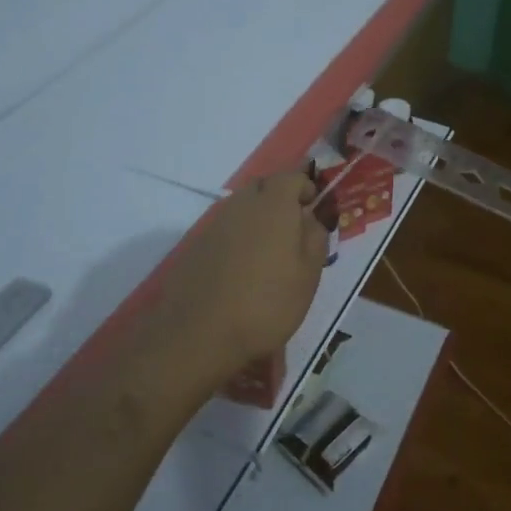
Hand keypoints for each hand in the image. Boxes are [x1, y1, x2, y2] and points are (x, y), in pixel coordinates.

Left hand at [153, 171, 327, 384]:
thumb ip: (315, 238)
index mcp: (273, 205)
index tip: (313, 210)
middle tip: (293, 230)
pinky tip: (241, 269)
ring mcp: (214, 224)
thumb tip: (311, 218)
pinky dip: (237, 238)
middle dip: (279, 199)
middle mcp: (241, 205)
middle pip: (263, 187)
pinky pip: (224, 229)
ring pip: (241, 207)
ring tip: (268, 253)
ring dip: (257, 219)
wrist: (200, 333)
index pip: (291, 177)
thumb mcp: (308, 275)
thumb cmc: (267, 303)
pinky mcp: (195, 245)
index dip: (305, 188)